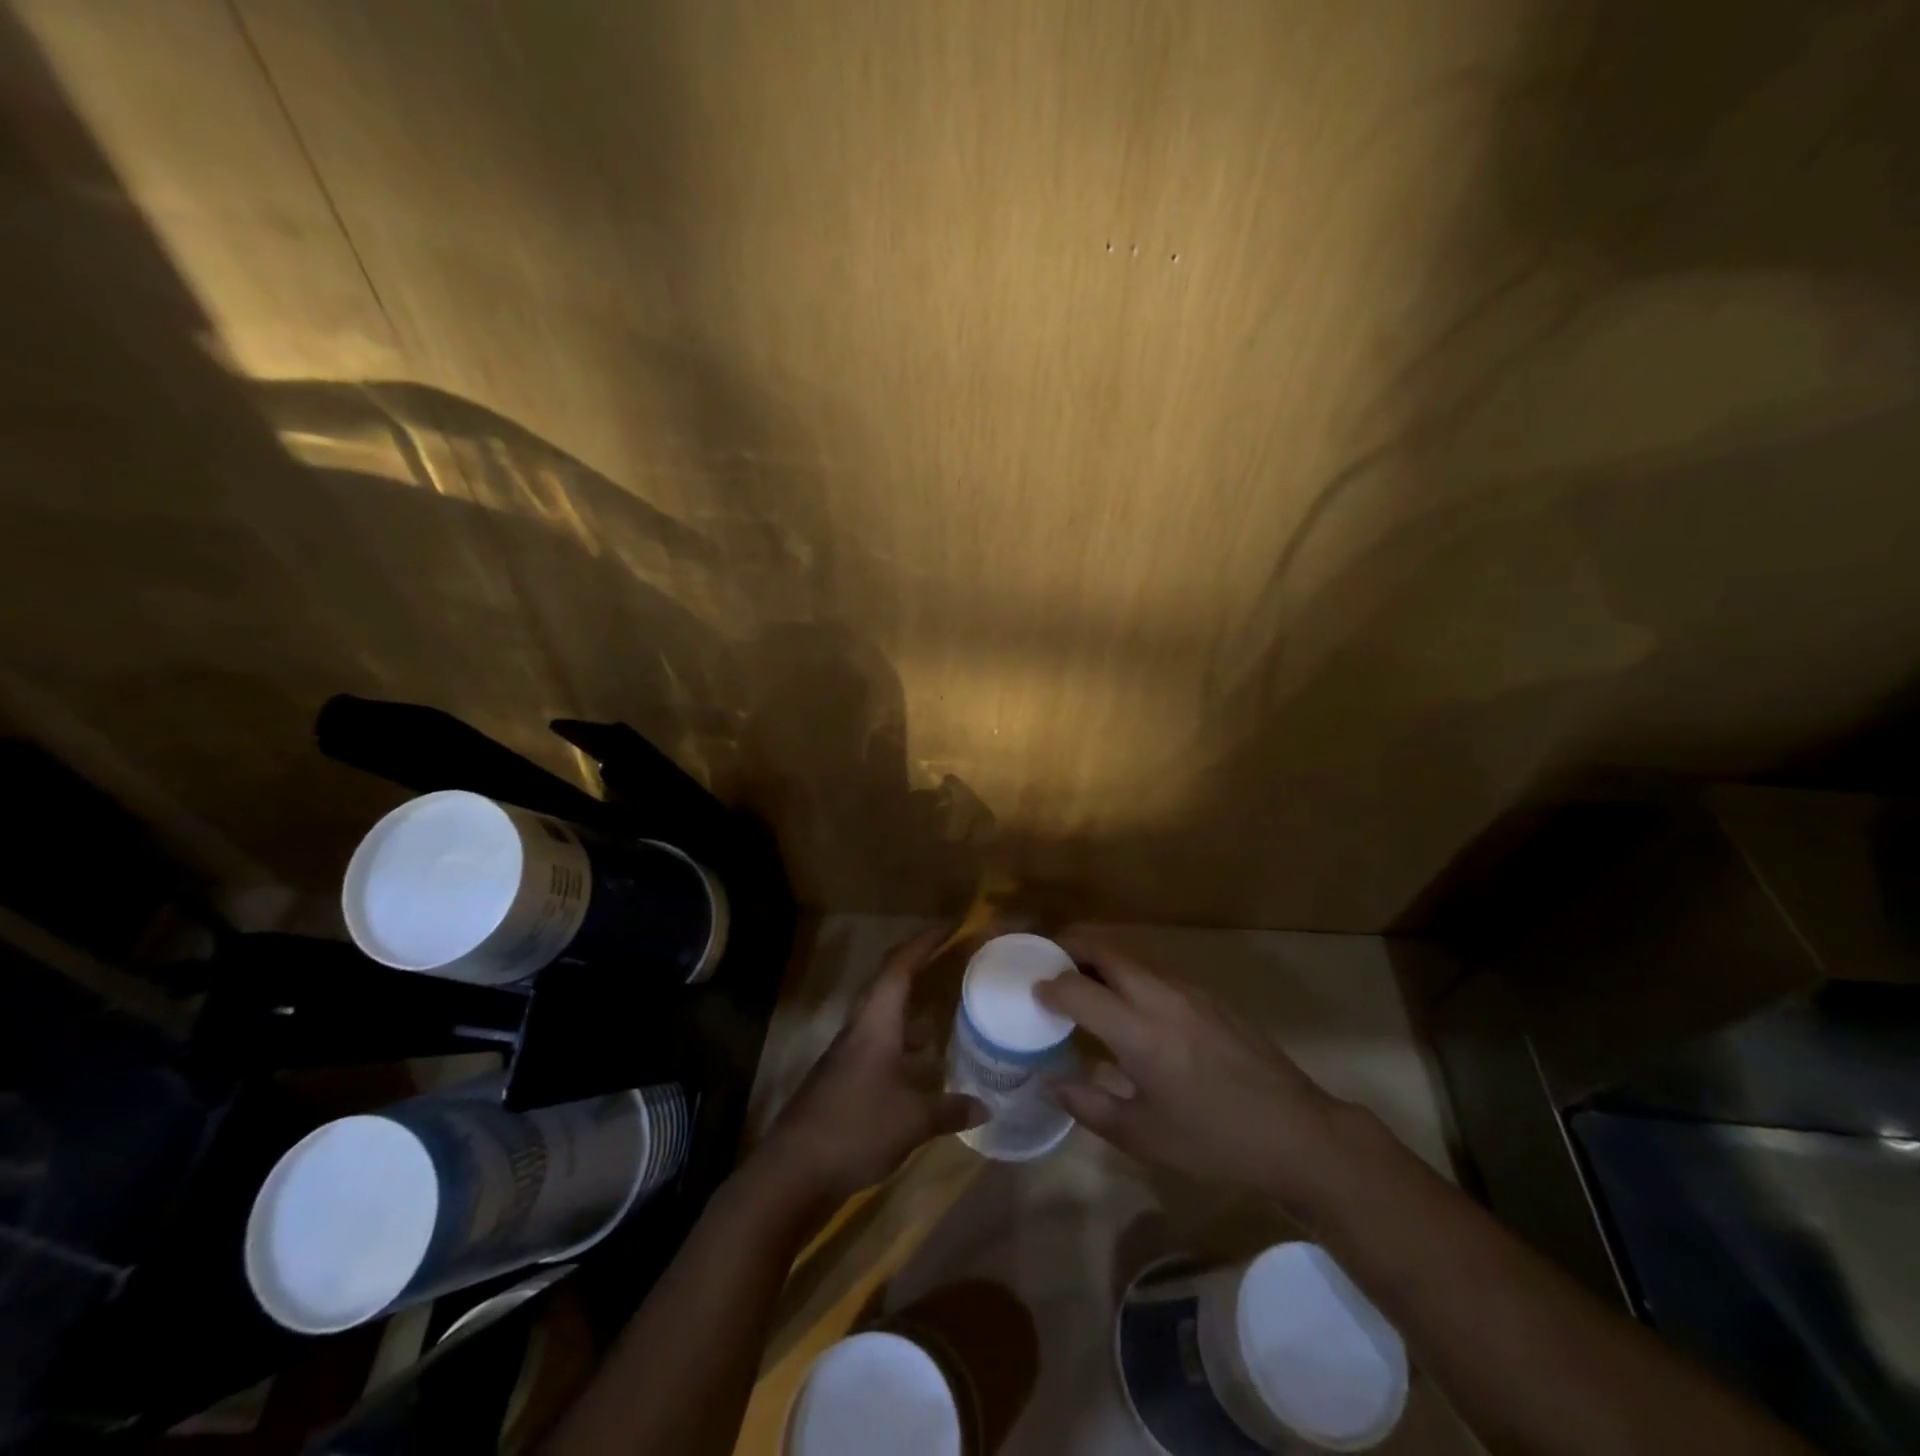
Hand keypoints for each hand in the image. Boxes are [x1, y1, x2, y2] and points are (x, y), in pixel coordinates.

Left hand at [753, 927, 984, 1207]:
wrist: (792, 1171)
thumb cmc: (855, 1129)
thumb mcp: (913, 1122)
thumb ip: (950, 1110)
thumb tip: (986, 1108)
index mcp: (876, 1023)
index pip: (899, 966)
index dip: (925, 942)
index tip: (951, 926)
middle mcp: (860, 1028)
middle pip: (890, 982)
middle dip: (920, 966)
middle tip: (952, 958)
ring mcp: (848, 1053)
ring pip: (884, 1015)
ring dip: (912, 1008)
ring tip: (947, 1011)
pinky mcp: (844, 1077)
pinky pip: (880, 1042)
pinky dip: (904, 1042)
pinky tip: (923, 1064)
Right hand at [1035, 930, 1345, 1206]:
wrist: (1296, 1132)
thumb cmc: (1214, 1141)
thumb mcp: (1144, 1137)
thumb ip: (1090, 1107)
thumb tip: (1055, 1083)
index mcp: (1138, 1031)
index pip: (1077, 987)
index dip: (1048, 986)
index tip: (1033, 994)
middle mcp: (1159, 996)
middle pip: (1103, 950)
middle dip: (1069, 947)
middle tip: (1047, 963)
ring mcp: (1188, 990)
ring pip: (1131, 957)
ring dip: (1100, 959)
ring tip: (1082, 982)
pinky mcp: (1208, 996)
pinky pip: (1155, 972)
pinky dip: (1128, 975)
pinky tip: (1130, 1007)